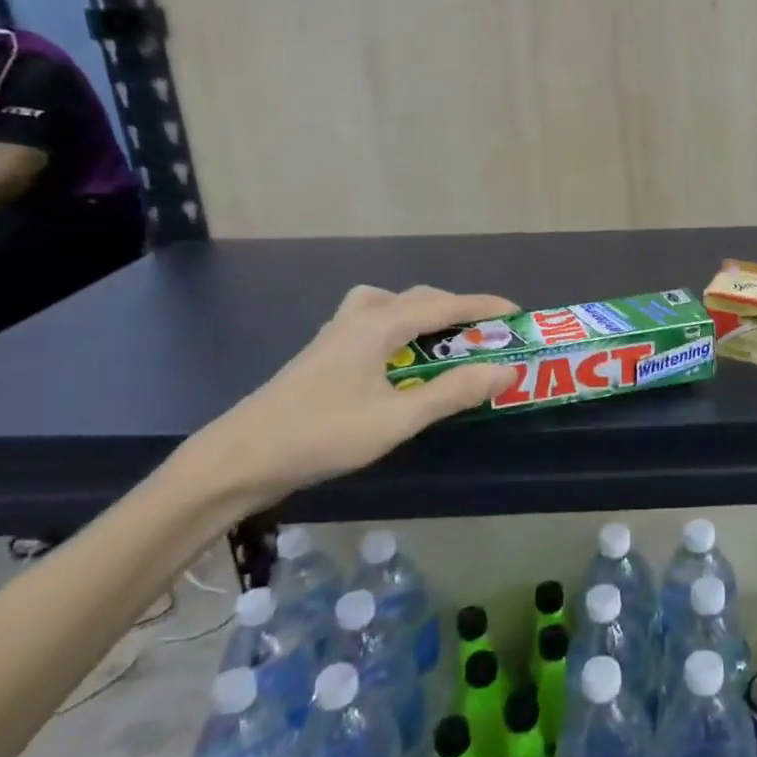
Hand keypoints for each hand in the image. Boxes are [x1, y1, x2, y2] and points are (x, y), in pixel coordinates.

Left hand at [178, 284, 519, 509]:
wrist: (239, 458)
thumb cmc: (322, 435)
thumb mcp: (397, 418)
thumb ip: (453, 393)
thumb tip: (506, 369)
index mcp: (378, 326)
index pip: (443, 305)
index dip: (482, 306)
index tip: (516, 312)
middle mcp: (357, 319)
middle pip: (416, 298)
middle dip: (456, 309)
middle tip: (485, 332)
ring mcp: (334, 335)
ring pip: (388, 305)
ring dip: (422, 312)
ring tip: (441, 338)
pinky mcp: (322, 355)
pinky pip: (371, 322)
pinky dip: (398, 326)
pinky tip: (396, 359)